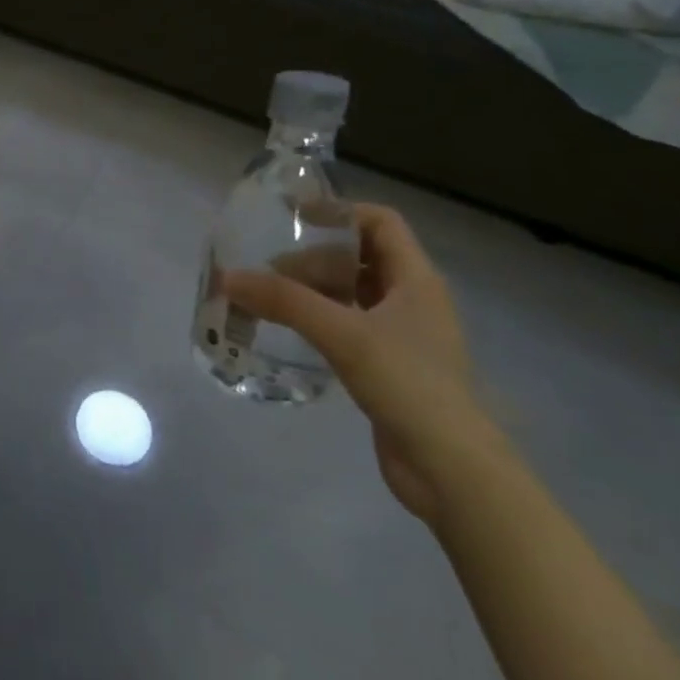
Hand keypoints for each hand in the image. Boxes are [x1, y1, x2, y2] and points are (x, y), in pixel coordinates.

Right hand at [225, 204, 496, 522]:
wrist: (450, 467)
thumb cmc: (407, 384)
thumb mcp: (343, 334)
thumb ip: (286, 302)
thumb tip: (229, 277)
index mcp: (416, 279)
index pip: (381, 222)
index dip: (339, 212)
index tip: (293, 219)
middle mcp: (413, 299)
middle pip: (361, 257)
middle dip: (314, 256)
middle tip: (268, 268)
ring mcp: (403, 335)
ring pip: (352, 294)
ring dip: (313, 290)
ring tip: (268, 296)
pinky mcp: (389, 366)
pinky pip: (349, 326)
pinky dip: (319, 320)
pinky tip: (289, 332)